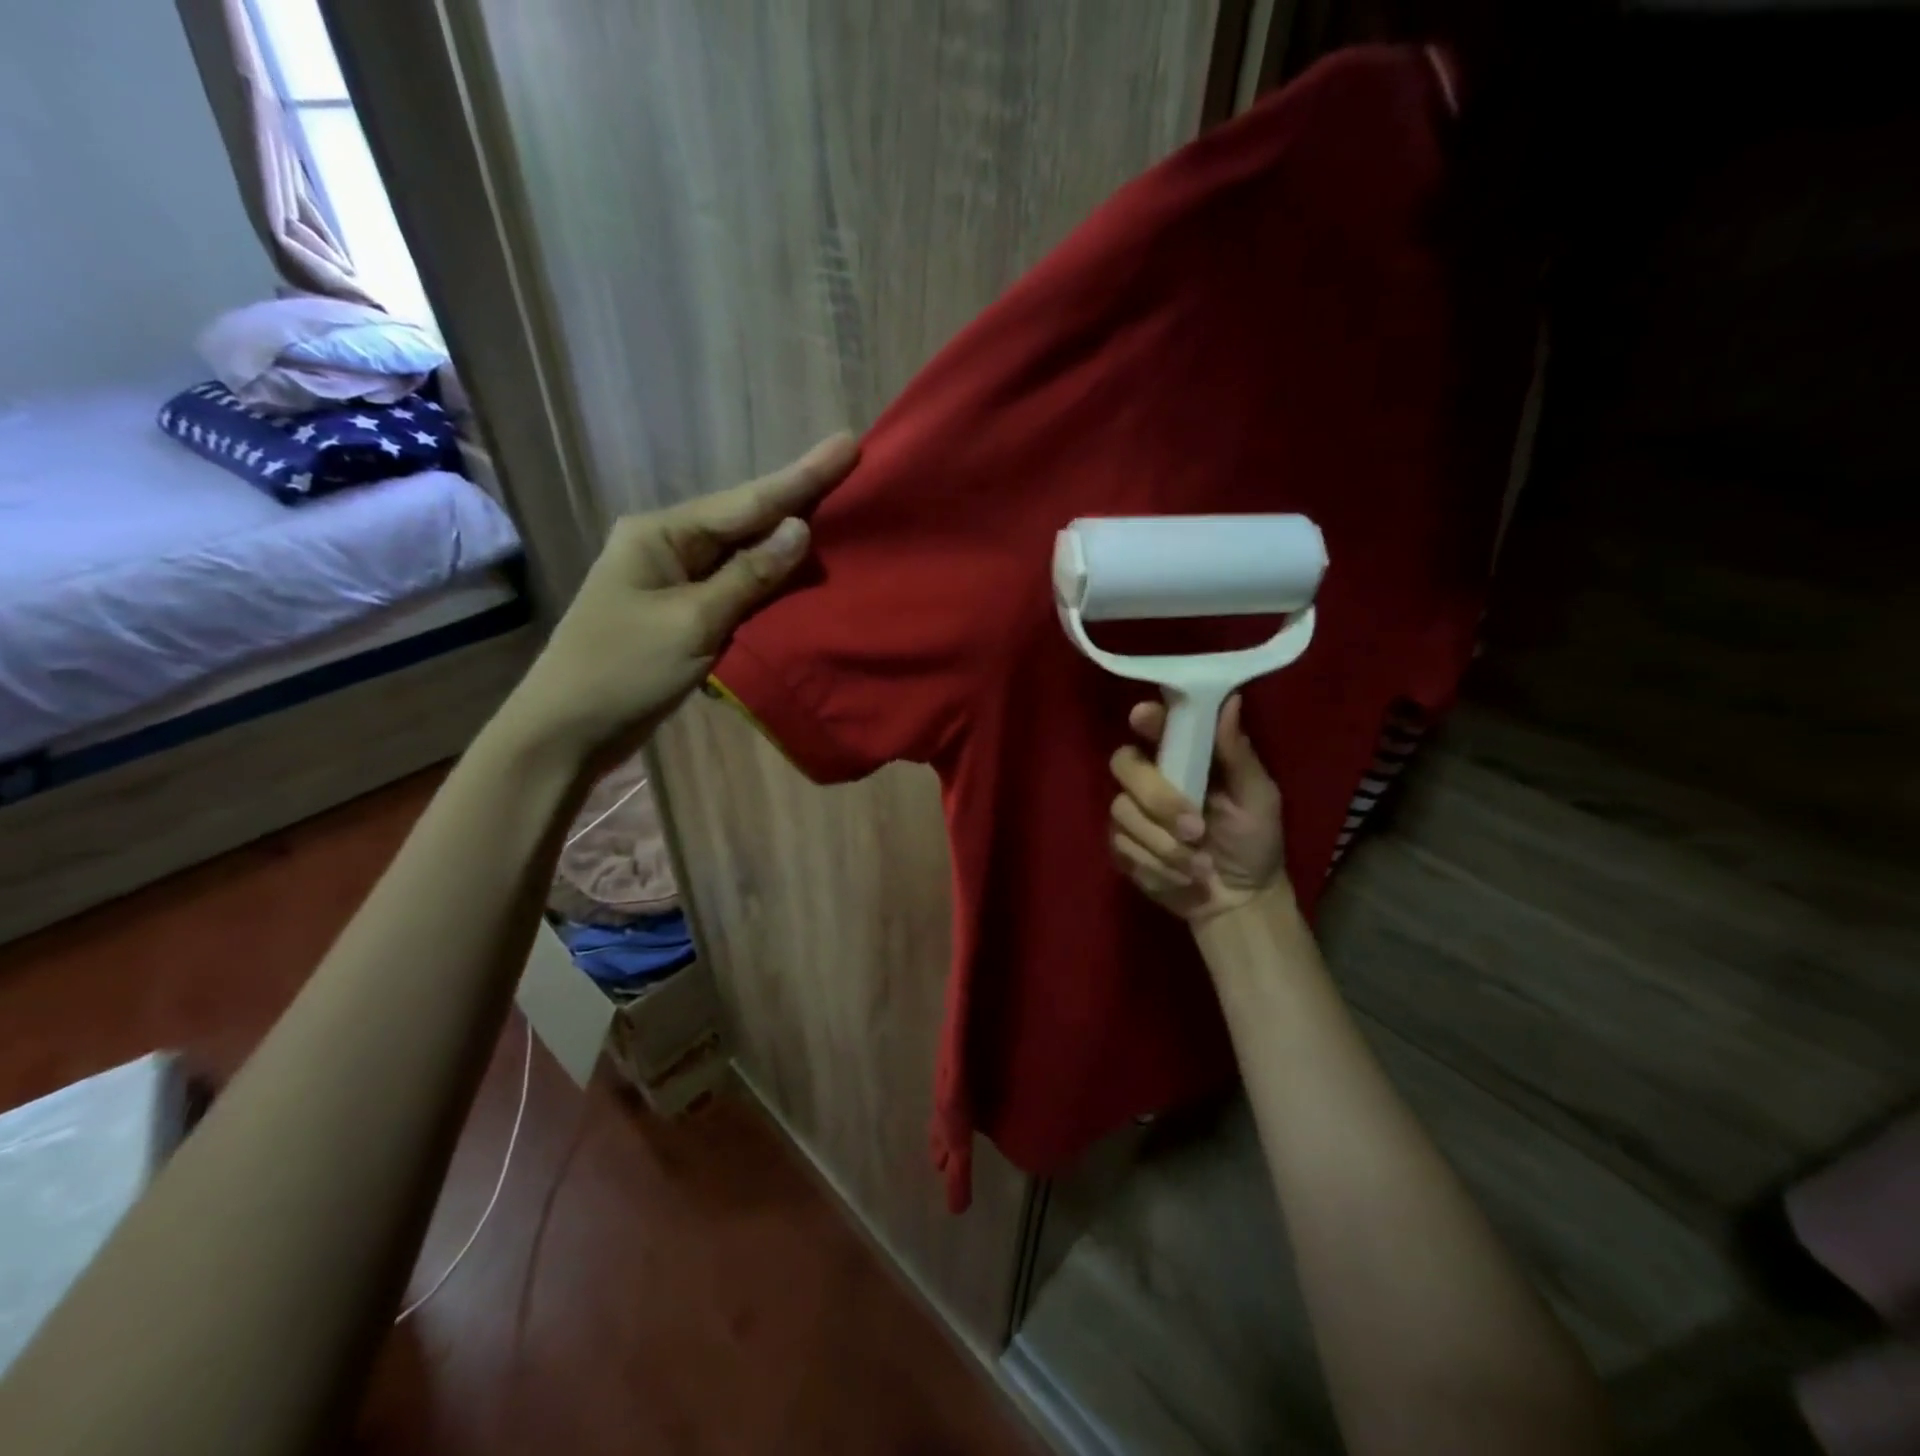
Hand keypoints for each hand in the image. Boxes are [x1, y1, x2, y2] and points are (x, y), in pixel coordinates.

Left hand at [497, 434, 858, 767]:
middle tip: (850, 467)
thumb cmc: (623, 670)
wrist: (568, 730)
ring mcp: (674, 580)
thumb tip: (799, 528)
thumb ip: (749, 576)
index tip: (847, 445)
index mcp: (662, 534)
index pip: (745, 503)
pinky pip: (736, 588)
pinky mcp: (682, 613)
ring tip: (838, 512)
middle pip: (744, 519)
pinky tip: (800, 573)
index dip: (801, 477)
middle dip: (797, 498)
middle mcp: (668, 546)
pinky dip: (769, 582)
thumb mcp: (691, 622)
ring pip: (742, 554)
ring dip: (787, 540)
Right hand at [1109, 695, 1286, 923]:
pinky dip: (1156, 866)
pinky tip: (1182, 877)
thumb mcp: (1258, 797)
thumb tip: (1231, 699)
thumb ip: (1238, 753)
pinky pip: (1121, 846)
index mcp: (1183, 757)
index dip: (1145, 718)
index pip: (1153, 724)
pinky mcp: (1121, 846)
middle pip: (1125, 764)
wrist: (1239, 900)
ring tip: (1200, 865)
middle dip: (1158, 799)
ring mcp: (1131, 812)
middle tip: (1195, 828)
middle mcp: (1150, 778)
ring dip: (1164, 844)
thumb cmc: (1254, 841)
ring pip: (1123, 812)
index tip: (1143, 717)